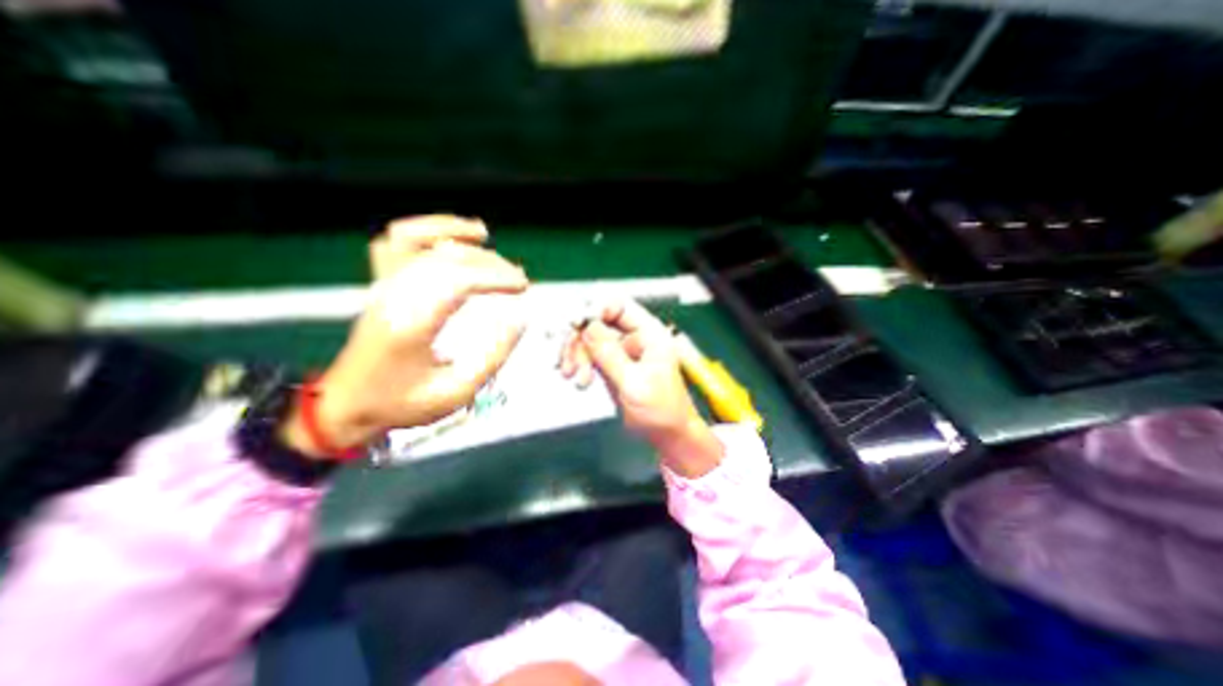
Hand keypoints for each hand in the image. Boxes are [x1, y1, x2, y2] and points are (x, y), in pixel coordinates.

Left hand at [285, 217, 527, 457]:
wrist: (346, 405)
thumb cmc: (403, 403)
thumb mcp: (457, 392)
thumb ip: (493, 356)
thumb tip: (519, 320)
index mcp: (411, 324)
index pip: (458, 280)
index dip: (496, 277)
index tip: (523, 286)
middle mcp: (393, 296)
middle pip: (447, 258)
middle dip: (490, 263)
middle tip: (517, 280)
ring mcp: (382, 285)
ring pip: (419, 240)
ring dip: (456, 233)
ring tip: (484, 234)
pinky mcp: (380, 283)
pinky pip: (396, 241)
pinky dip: (424, 229)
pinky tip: (449, 236)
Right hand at [563, 300, 722, 475]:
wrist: (667, 436)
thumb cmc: (661, 411)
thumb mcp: (634, 383)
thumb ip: (610, 355)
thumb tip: (587, 326)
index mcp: (649, 333)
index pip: (618, 306)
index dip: (595, 311)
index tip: (575, 326)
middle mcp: (635, 337)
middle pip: (598, 322)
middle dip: (580, 340)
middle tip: (570, 364)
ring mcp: (622, 351)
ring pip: (590, 338)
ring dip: (576, 355)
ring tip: (576, 379)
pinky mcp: (613, 365)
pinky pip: (590, 355)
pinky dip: (579, 364)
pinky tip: (577, 379)